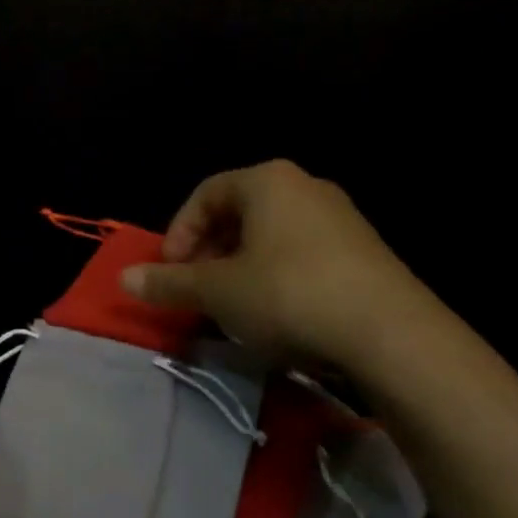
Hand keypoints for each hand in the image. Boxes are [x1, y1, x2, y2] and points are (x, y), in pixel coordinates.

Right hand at [122, 159, 445, 374]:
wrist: (394, 336)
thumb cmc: (289, 294)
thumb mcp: (218, 291)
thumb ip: (168, 282)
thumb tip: (123, 278)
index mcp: (267, 181)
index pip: (205, 195)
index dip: (178, 233)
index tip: (171, 272)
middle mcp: (305, 187)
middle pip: (238, 214)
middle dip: (208, 253)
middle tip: (196, 290)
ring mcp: (341, 219)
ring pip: (270, 237)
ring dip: (240, 268)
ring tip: (233, 307)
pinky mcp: (366, 253)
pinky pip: (303, 256)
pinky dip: (277, 278)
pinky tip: (277, 316)